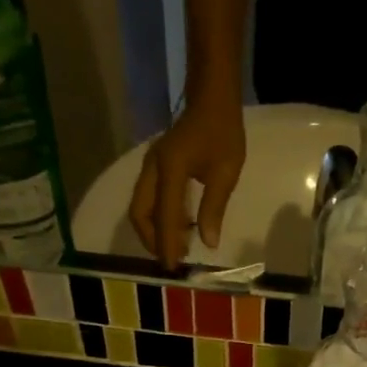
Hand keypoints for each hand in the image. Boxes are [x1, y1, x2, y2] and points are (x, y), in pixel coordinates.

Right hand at [128, 94, 245, 269]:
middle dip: (152, 240)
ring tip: (176, 248)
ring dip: (154, 230)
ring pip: (140, 207)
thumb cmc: (223, 132)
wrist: (211, 99)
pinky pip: (148, 199)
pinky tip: (179, 228)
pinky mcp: (155, 167)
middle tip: (172, 260)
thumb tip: (207, 242)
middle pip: (140, 213)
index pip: (163, 215)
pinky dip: (158, 218)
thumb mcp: (226, 172)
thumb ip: (213, 208)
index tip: (172, 267)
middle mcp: (152, 168)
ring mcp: (150, 167)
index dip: (167, 243)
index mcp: (170, 168)